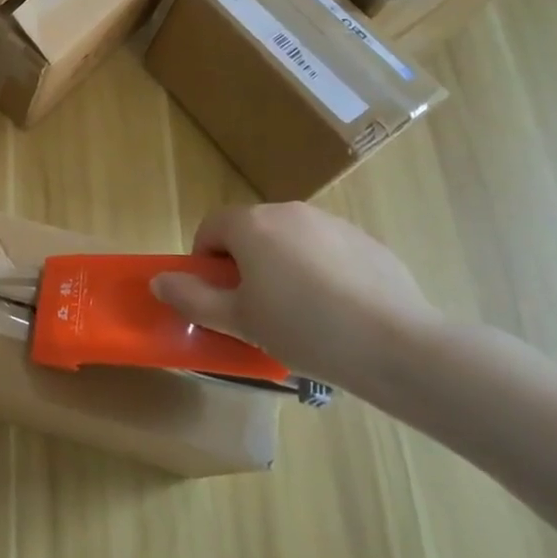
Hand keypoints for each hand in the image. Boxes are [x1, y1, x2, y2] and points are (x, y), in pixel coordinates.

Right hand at [150, 203, 442, 392]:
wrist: (397, 346)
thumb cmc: (303, 328)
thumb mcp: (238, 320)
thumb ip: (192, 298)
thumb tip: (159, 282)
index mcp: (252, 224)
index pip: (211, 228)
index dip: (205, 262)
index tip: (220, 297)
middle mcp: (290, 211)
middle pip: (251, 231)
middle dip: (244, 263)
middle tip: (256, 308)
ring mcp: (333, 223)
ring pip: (290, 240)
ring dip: (281, 266)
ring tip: (300, 313)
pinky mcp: (368, 242)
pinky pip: (327, 251)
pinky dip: (320, 272)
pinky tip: (337, 311)